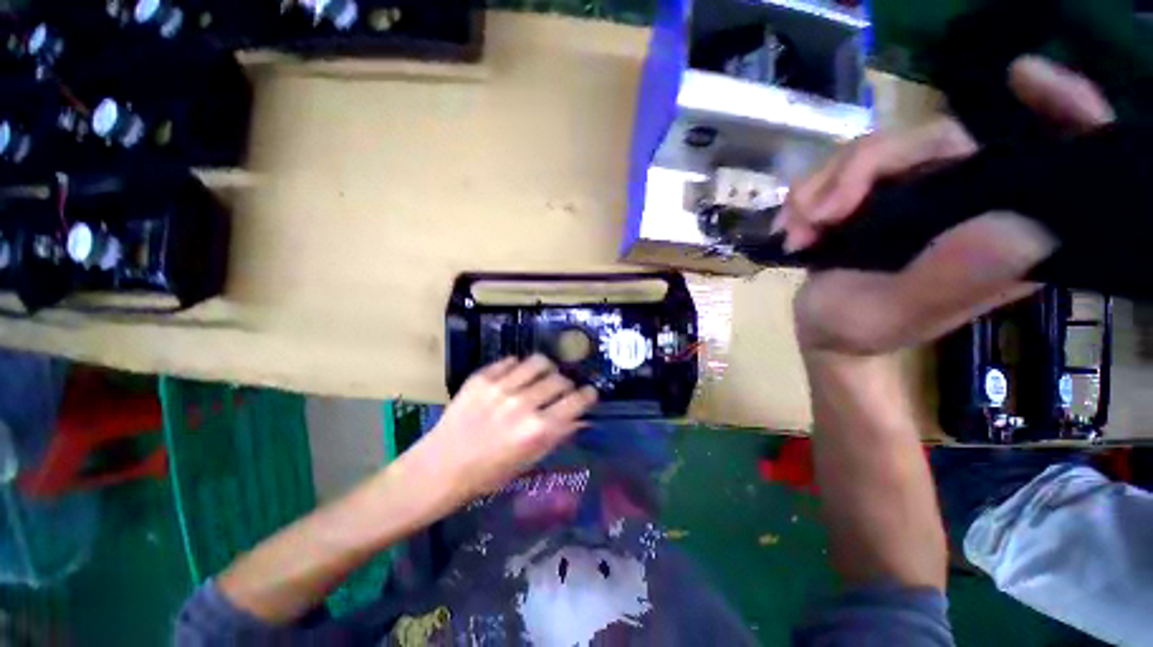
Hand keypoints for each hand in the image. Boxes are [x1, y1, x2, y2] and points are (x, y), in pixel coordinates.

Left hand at [410, 355, 596, 503]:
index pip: (576, 401)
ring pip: (538, 362)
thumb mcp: (528, 461)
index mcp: (537, 429)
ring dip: (546, 369)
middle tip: (560, 391)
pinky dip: (519, 368)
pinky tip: (515, 378)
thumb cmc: (488, 473)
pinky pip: (511, 361)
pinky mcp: (482, 378)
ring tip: (541, 377)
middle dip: (565, 385)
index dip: (588, 395)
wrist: (440, 467)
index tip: (589, 394)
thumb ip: (557, 436)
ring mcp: (500, 387)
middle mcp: (522, 404)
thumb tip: (581, 419)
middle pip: (559, 379)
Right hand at [787, 55, 1113, 354]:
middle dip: (856, 172)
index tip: (1023, 78)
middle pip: (927, 140)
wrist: (822, 331)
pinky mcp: (879, 197)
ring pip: (874, 152)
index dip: (1059, 107)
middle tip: (815, 218)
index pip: (1048, 157)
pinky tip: (791, 226)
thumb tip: (1022, 225)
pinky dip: (807, 195)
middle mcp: (967, 202)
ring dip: (819, 188)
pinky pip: (841, 170)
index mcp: (1000, 232)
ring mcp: (919, 195)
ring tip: (795, 232)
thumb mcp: (898, 314)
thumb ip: (952, 276)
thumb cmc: (859, 331)